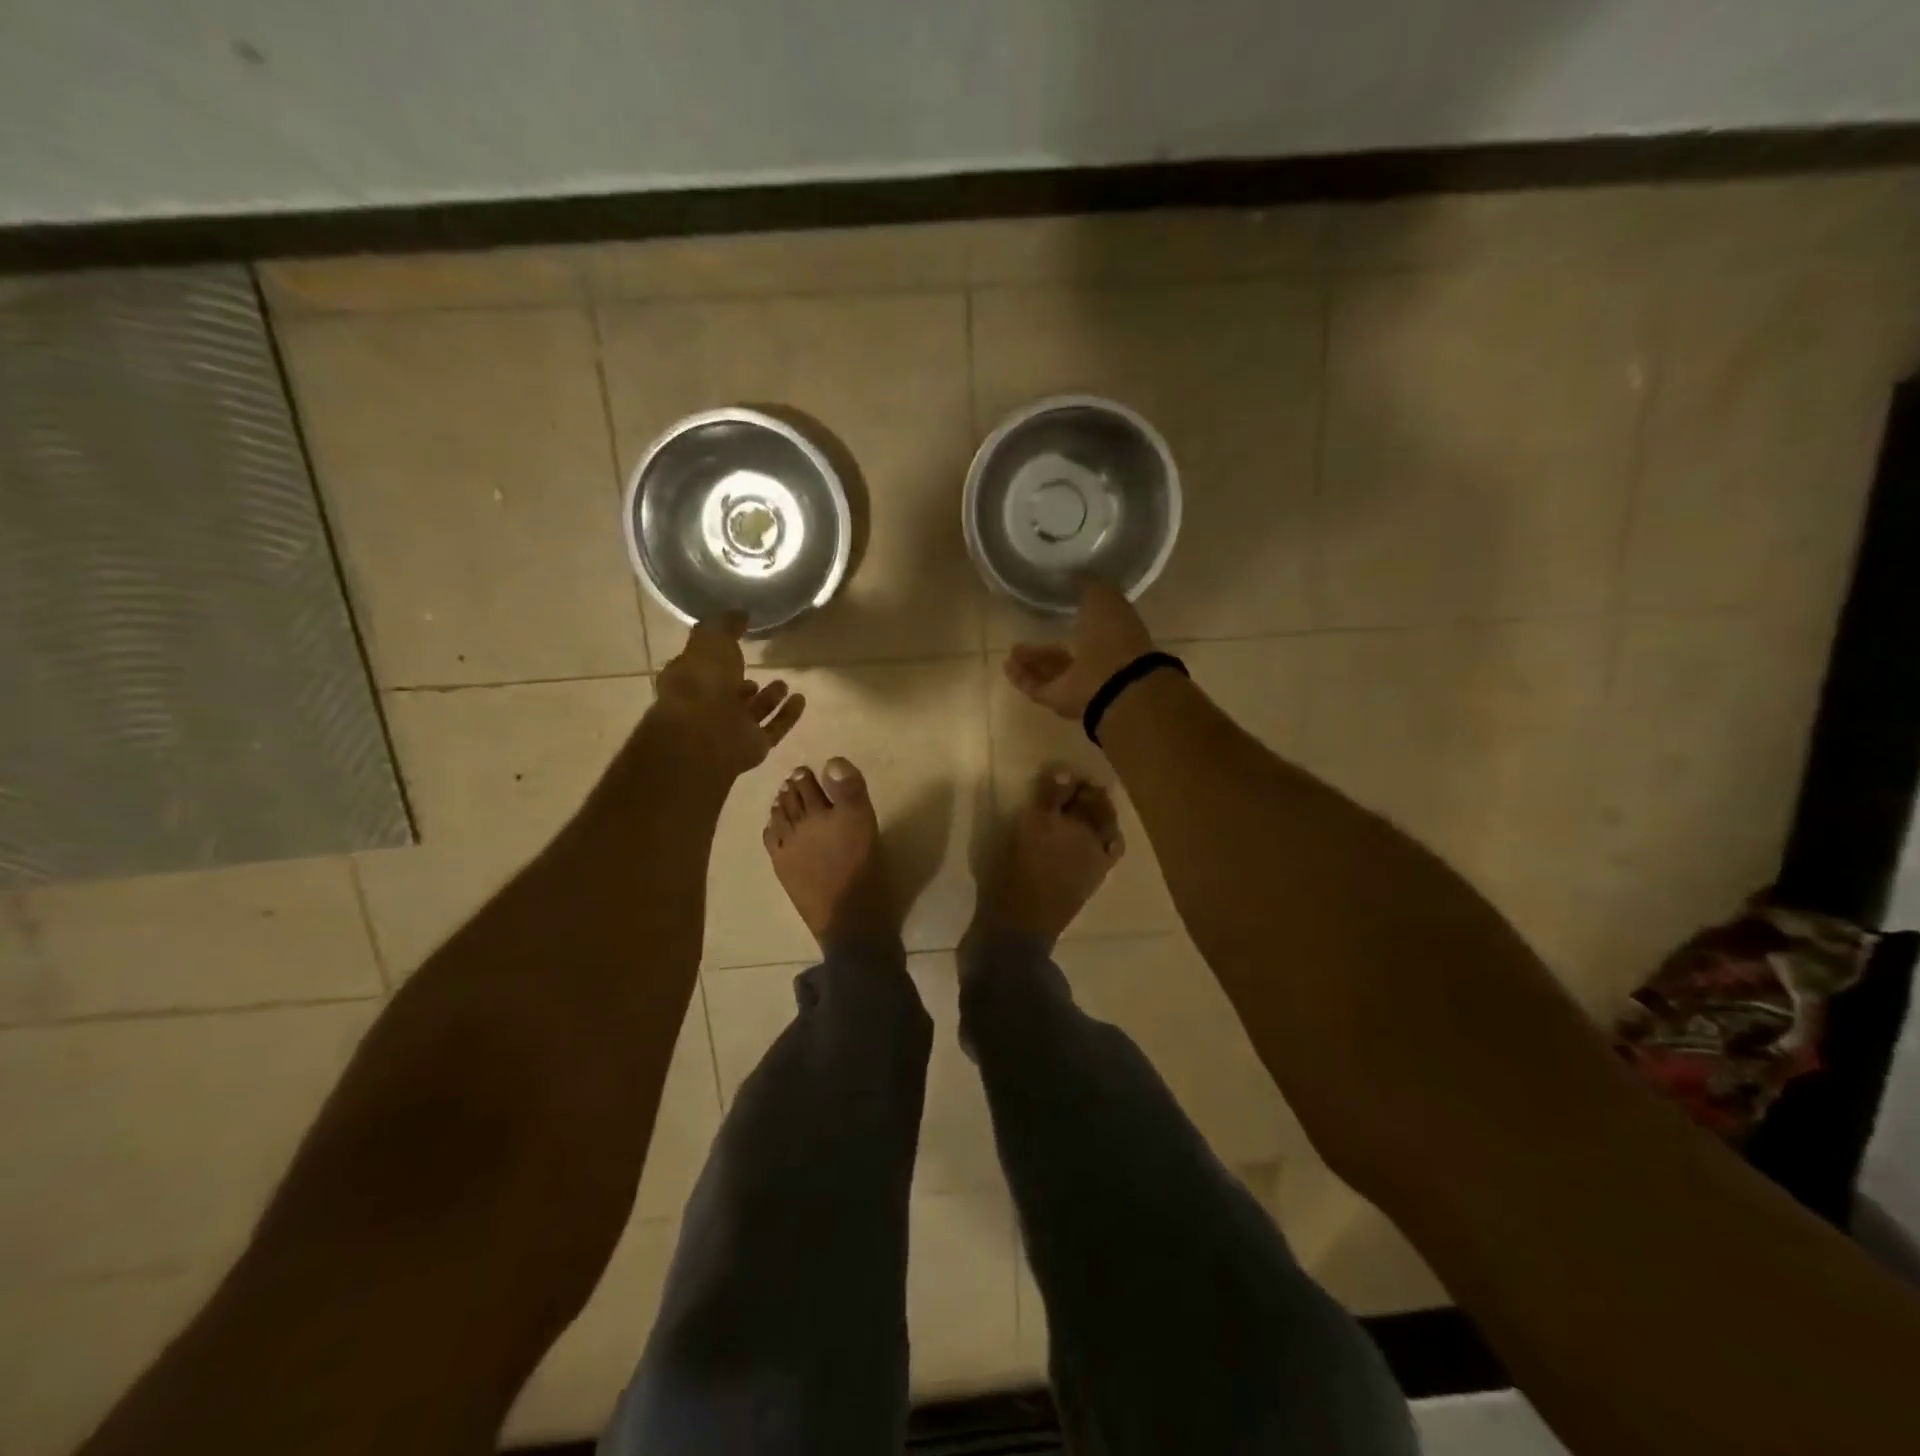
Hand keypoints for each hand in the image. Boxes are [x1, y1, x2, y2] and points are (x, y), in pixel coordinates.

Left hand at [654, 612, 805, 776]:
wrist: (707, 733)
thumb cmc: (702, 681)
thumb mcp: (711, 639)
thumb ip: (724, 625)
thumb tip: (739, 611)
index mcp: (688, 679)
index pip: (701, 665)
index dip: (716, 655)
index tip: (734, 642)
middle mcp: (706, 706)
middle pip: (727, 692)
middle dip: (742, 681)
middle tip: (759, 667)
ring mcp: (730, 728)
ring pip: (751, 712)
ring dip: (768, 698)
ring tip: (784, 683)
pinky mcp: (753, 746)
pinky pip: (773, 728)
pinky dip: (787, 715)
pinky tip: (801, 699)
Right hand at [1004, 580, 1154, 720]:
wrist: (1114, 683)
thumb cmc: (1112, 635)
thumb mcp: (1103, 597)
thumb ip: (1088, 584)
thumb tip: (1073, 572)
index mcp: (1112, 635)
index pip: (1091, 625)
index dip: (1075, 616)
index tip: (1056, 609)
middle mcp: (1096, 661)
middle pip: (1068, 653)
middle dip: (1049, 645)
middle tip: (1028, 632)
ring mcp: (1079, 684)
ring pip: (1051, 671)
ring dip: (1032, 662)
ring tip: (1012, 650)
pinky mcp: (1060, 700)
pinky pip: (1037, 687)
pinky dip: (1022, 678)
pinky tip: (1007, 665)